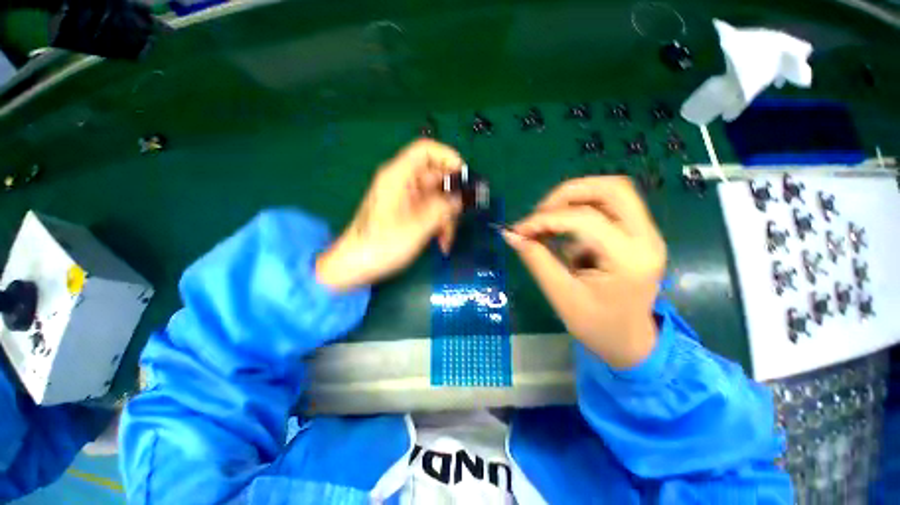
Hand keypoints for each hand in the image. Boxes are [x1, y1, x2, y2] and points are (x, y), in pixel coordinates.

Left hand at [316, 139, 464, 290]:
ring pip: (437, 197)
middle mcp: (403, 183)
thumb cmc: (382, 245)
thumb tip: (463, 197)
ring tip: (448, 238)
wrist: (355, 266)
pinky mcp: (407, 212)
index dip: (448, 157)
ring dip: (447, 217)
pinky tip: (442, 242)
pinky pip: (430, 211)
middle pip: (436, 177)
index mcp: (399, 176)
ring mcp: (406, 199)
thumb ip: (443, 208)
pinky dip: (439, 224)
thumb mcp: (418, 226)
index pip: (426, 150)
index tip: (465, 177)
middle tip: (463, 215)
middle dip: (452, 198)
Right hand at [503, 176, 666, 368]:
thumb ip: (536, 260)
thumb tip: (511, 234)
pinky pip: (609, 206)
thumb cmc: (597, 326)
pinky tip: (564, 230)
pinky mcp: (638, 234)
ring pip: (612, 192)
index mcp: (629, 260)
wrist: (630, 341)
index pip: (586, 219)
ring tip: (548, 220)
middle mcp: (646, 238)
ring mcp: (646, 234)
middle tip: (539, 213)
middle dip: (567, 194)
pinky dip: (581, 209)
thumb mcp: (561, 295)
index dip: (546, 219)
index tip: (520, 229)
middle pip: (612, 188)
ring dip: (575, 199)